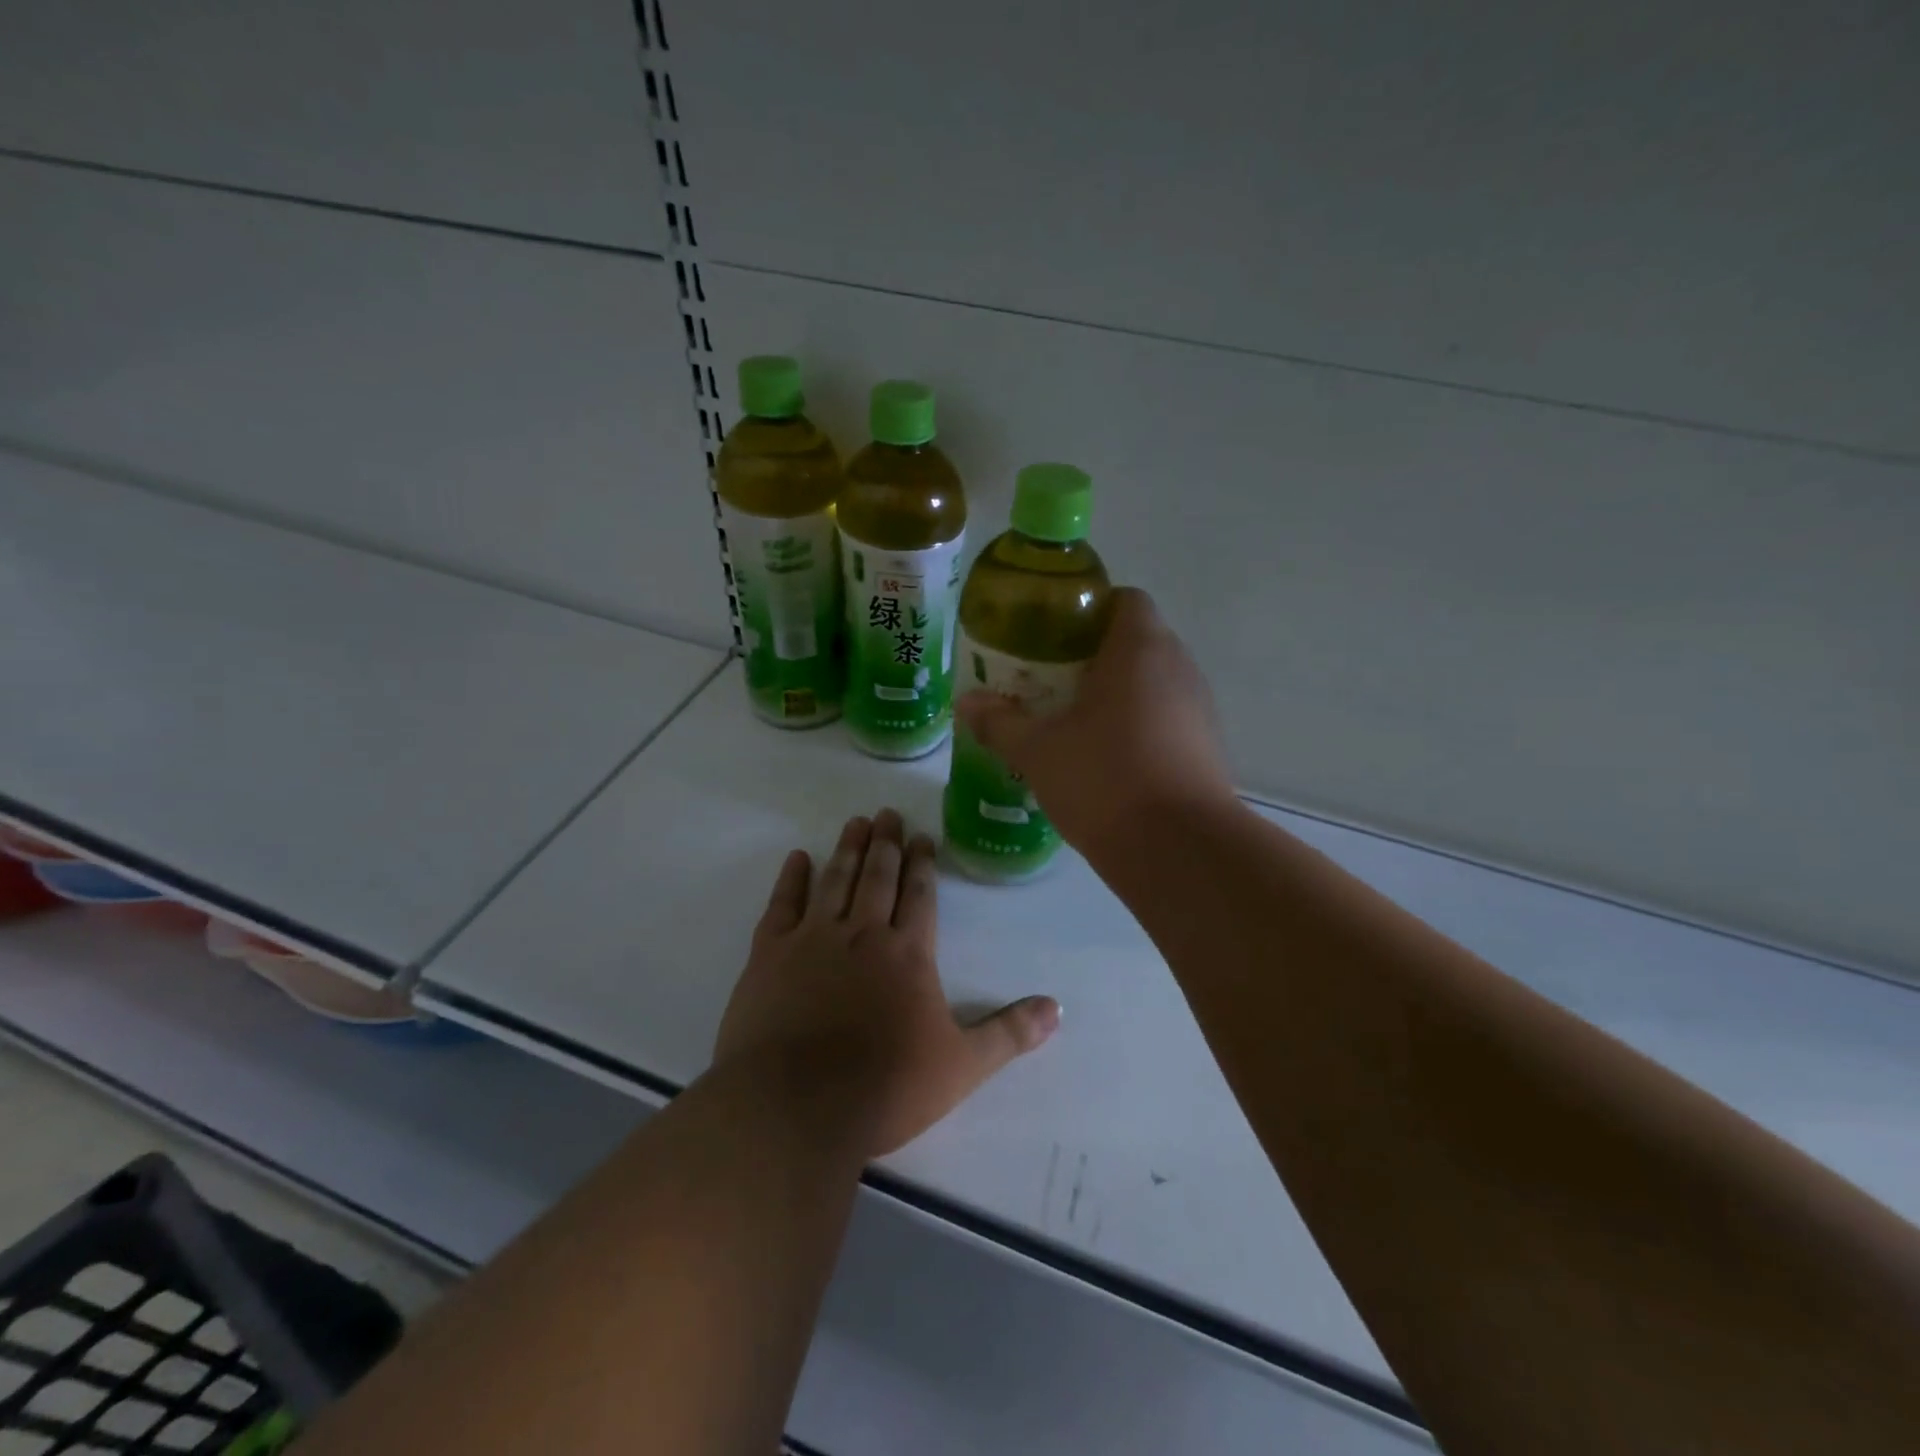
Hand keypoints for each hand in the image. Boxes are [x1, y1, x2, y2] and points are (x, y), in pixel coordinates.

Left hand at [714, 809, 1059, 1157]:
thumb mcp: (962, 1066)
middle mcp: (862, 933)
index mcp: (908, 953)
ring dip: (848, 849)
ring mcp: (812, 940)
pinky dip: (791, 879)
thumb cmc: (885, 1087)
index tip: (922, 836)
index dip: (922, 863)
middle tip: (887, 813)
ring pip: (835, 881)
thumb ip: (1009, 1033)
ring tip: (856, 822)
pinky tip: (797, 857)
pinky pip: (783, 905)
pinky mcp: (769, 955)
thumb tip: (1058, 1009)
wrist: (795, 1108)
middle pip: (878, 877)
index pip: (919, 895)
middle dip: (886, 843)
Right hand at [955, 587, 1233, 853]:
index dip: (1088, 610)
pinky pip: (1166, 720)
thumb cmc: (1104, 779)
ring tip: (1073, 723)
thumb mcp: (1038, 750)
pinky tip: (1105, 761)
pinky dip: (1137, 728)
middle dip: (1093, 657)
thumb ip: (1000, 722)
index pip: (1124, 599)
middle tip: (1049, 682)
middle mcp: (1179, 667)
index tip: (1052, 637)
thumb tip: (968, 703)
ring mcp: (1199, 709)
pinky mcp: (1207, 749)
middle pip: (1137, 641)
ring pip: (1153, 684)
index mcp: (1139, 648)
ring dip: (1116, 695)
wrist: (1178, 850)